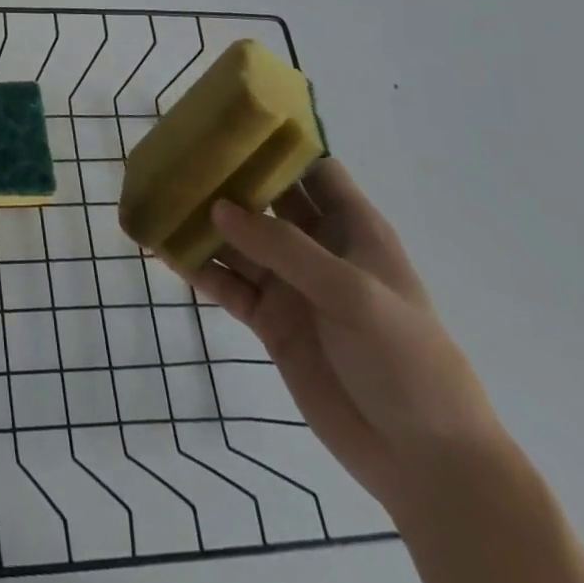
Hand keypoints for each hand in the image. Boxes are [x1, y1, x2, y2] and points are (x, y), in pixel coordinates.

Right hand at [175, 160, 507, 518]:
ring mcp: (290, 285)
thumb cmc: (408, 362)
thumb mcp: (353, 295)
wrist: (426, 464)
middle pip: (264, 198)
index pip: (312, 167)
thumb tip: (217, 207)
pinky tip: (164, 250)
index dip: (276, 140)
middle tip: (176, 153)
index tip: (230, 118)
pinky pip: (226, 284)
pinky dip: (197, 268)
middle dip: (225, 177)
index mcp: (351, 228)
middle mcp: (316, 247)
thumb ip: (284, 248)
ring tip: (158, 198)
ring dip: (202, 222)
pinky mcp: (270, 321)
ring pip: (236, 240)